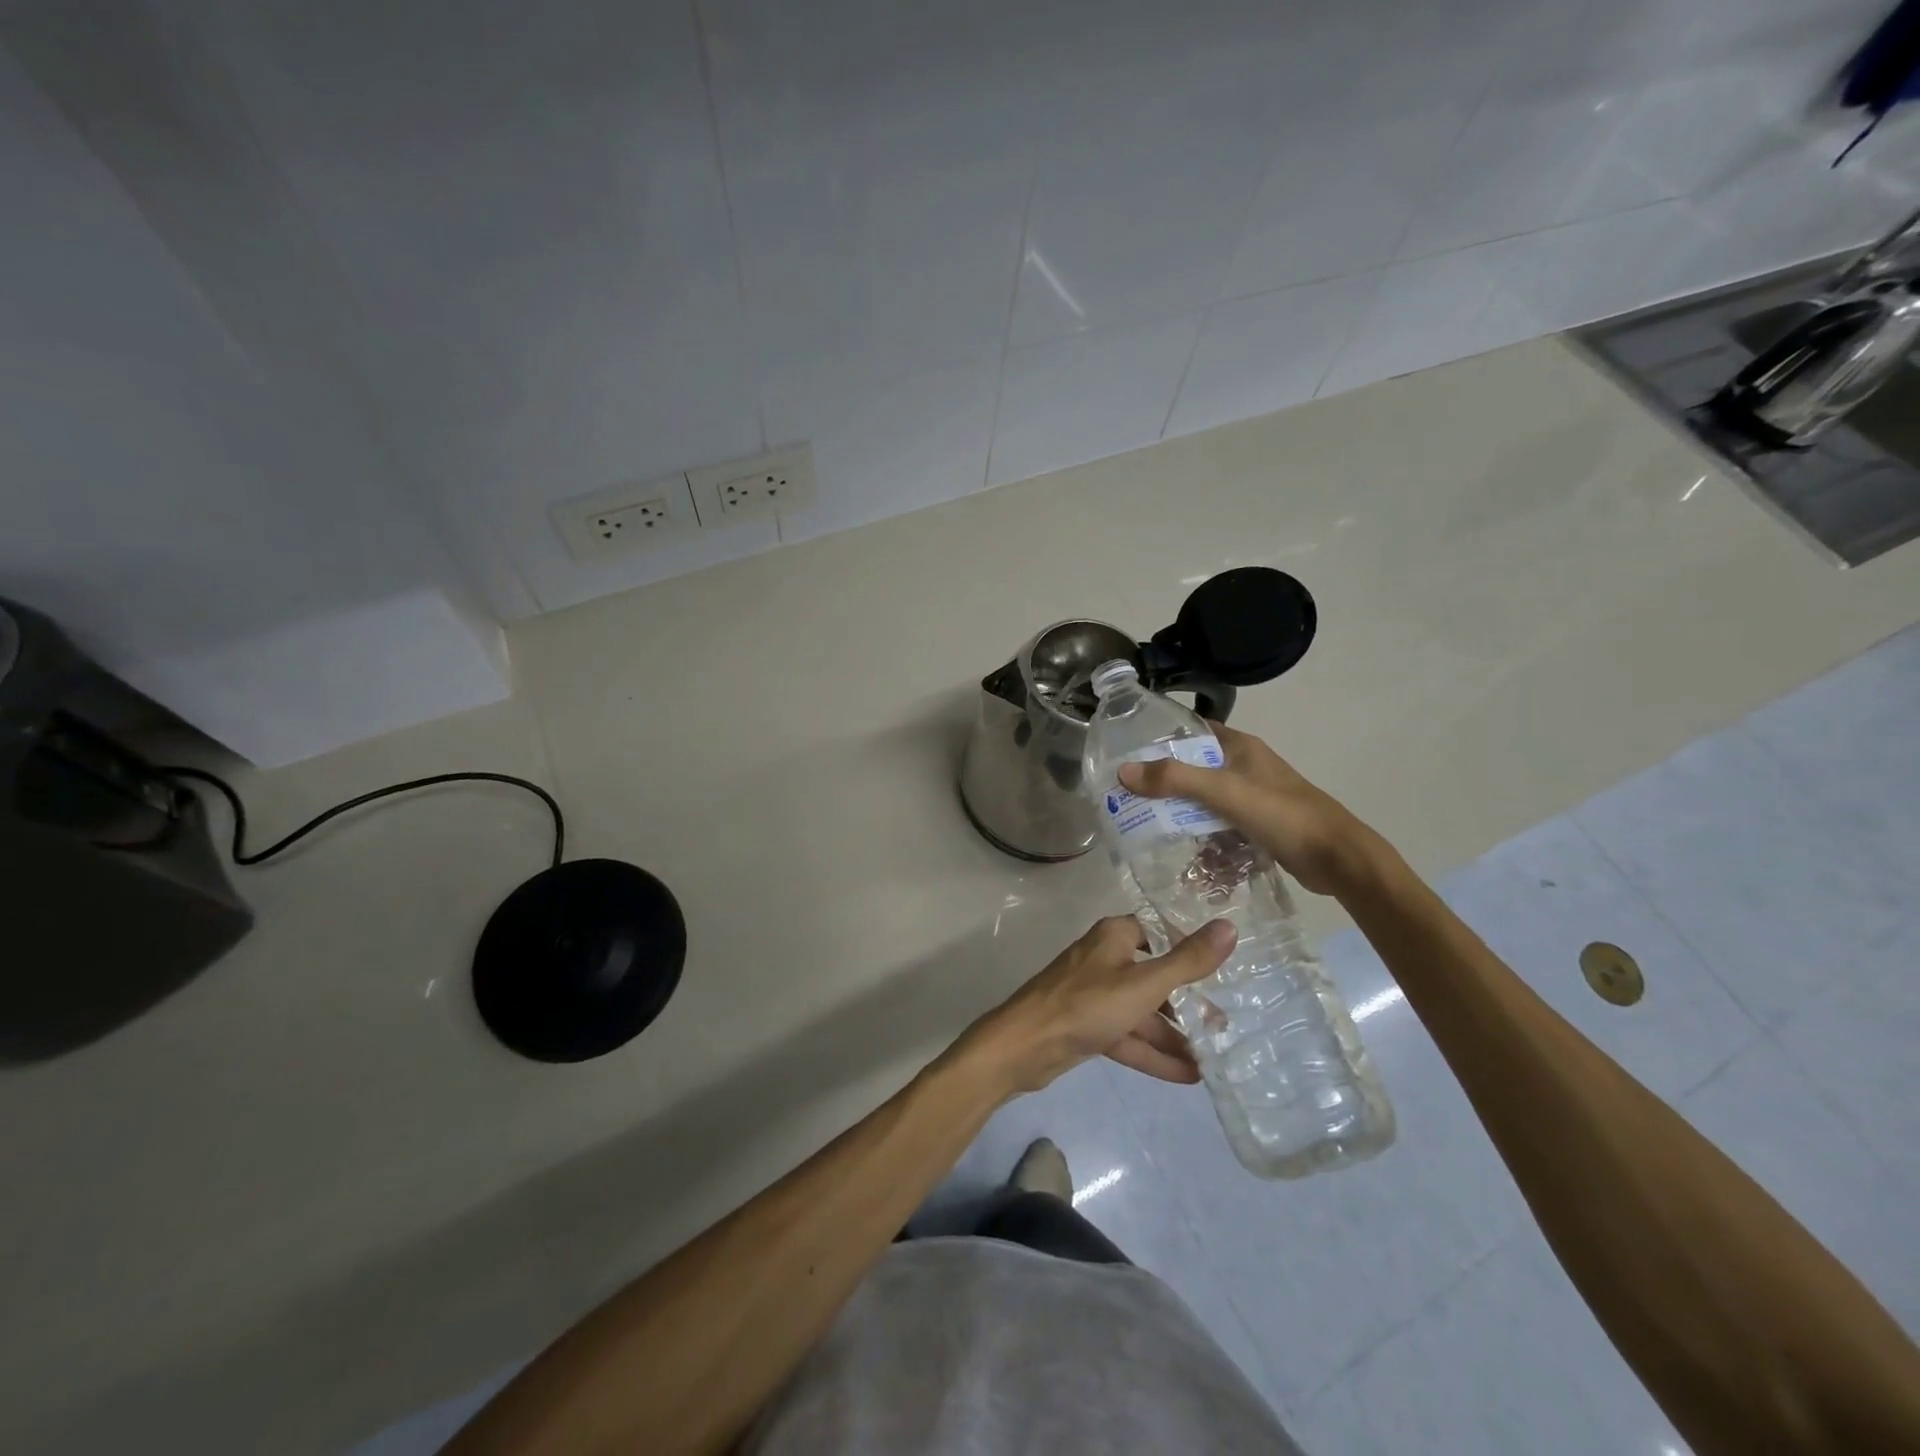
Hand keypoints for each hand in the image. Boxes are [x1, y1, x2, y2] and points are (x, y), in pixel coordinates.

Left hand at [965, 916, 1237, 1095]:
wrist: (1025, 1046)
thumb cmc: (1086, 1004)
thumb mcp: (1144, 984)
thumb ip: (1188, 961)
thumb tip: (1230, 926)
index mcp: (1115, 937)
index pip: (1159, 932)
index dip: (1188, 946)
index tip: (1224, 967)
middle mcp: (1105, 960)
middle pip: (1154, 976)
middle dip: (1187, 1001)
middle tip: (1225, 1024)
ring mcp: (1095, 996)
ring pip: (1142, 1012)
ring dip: (1174, 1034)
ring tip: (1216, 1057)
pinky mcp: (1088, 1028)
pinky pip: (1129, 1037)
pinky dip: (1154, 1053)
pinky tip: (1190, 1075)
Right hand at [1117, 723, 1381, 896]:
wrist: (1338, 859)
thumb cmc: (1282, 815)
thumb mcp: (1224, 792)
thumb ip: (1175, 780)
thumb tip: (1123, 772)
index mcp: (1240, 747)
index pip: (1191, 730)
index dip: (1160, 738)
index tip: (1127, 754)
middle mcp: (1244, 766)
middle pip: (1193, 769)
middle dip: (1165, 785)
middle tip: (1130, 800)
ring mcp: (1252, 797)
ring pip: (1204, 801)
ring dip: (1183, 818)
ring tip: (1152, 834)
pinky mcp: (1258, 825)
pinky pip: (1220, 827)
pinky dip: (1205, 840)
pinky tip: (1191, 861)